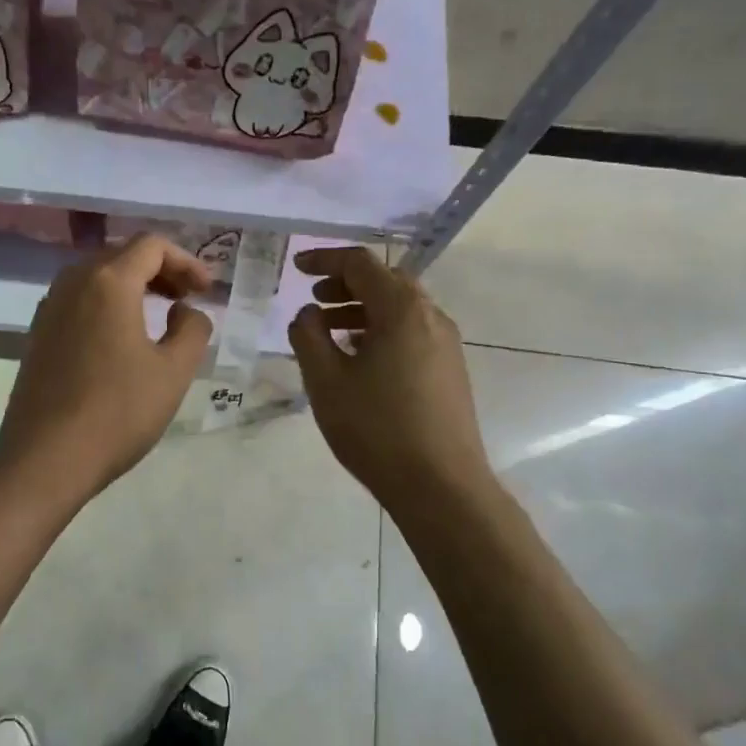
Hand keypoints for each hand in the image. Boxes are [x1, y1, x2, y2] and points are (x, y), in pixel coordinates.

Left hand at [0, 234, 214, 504]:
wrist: (45, 458)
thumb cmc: (117, 412)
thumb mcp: (173, 372)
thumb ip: (192, 329)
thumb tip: (185, 311)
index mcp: (108, 282)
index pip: (151, 246)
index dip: (186, 261)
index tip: (207, 290)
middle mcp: (73, 283)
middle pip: (122, 256)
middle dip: (160, 270)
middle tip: (187, 299)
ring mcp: (49, 308)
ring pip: (97, 278)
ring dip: (132, 286)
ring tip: (159, 314)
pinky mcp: (37, 335)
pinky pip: (79, 301)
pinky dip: (107, 305)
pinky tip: (121, 338)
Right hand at [287, 247, 492, 507]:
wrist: (440, 486)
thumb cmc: (376, 428)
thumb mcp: (326, 381)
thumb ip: (309, 336)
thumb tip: (308, 314)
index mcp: (402, 310)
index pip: (361, 264)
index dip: (324, 260)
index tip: (296, 267)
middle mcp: (431, 317)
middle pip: (385, 281)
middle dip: (345, 284)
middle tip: (313, 299)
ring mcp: (446, 344)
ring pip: (399, 309)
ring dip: (362, 309)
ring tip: (329, 330)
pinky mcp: (449, 369)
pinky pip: (411, 332)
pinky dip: (380, 330)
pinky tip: (359, 358)